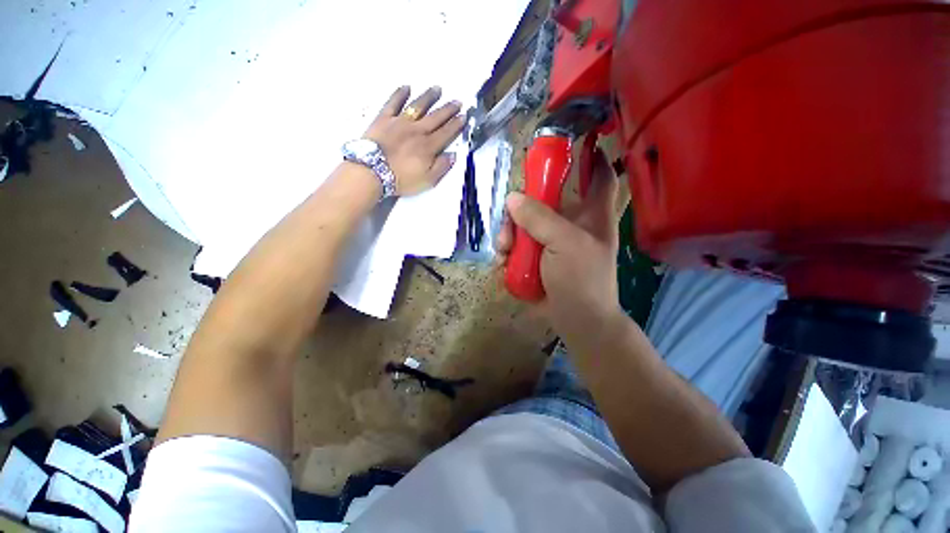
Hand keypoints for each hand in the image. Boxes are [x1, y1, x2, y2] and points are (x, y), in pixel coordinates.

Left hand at [363, 86, 465, 196]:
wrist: (372, 172)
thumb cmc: (401, 179)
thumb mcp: (427, 181)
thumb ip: (441, 167)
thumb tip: (452, 155)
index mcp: (428, 147)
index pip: (446, 133)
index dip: (456, 125)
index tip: (464, 116)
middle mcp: (417, 131)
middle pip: (436, 117)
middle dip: (448, 109)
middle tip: (458, 101)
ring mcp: (400, 122)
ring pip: (418, 106)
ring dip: (429, 97)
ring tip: (438, 89)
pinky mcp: (384, 119)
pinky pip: (393, 103)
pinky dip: (400, 94)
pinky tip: (406, 87)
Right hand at [498, 149, 624, 340]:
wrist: (576, 321)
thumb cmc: (581, 280)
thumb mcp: (565, 244)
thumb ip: (540, 219)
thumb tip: (512, 198)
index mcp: (591, 215)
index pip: (598, 176)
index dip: (590, 156)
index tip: (572, 142)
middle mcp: (571, 223)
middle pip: (544, 199)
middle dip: (522, 206)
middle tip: (509, 218)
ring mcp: (550, 241)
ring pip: (524, 223)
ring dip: (509, 233)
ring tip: (504, 250)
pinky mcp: (535, 257)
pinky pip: (517, 244)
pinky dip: (507, 250)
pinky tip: (502, 260)